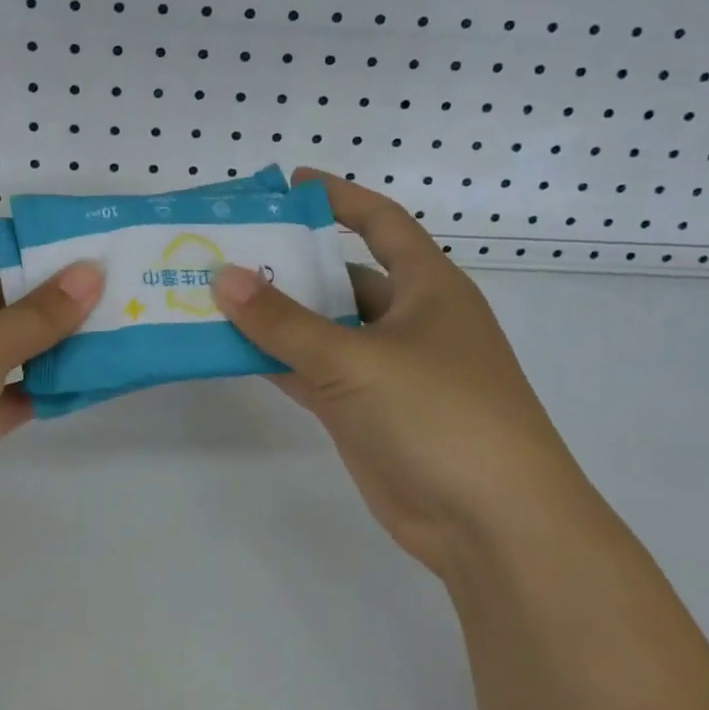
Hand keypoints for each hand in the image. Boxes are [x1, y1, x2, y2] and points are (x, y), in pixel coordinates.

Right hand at [213, 170, 576, 574]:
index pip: (381, 223)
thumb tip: (224, 276)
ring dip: (276, 316)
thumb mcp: (357, 360)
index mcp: (428, 287)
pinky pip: (313, 372)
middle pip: (341, 277)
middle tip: (228, 249)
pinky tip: (231, 350)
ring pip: (322, 328)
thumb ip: (285, 321)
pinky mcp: (365, 411)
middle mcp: (408, 320)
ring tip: (215, 295)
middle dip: (290, 263)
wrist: (493, 526)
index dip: (339, 198)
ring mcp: (386, 369)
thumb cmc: (440, 415)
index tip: (289, 183)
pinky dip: (277, 360)